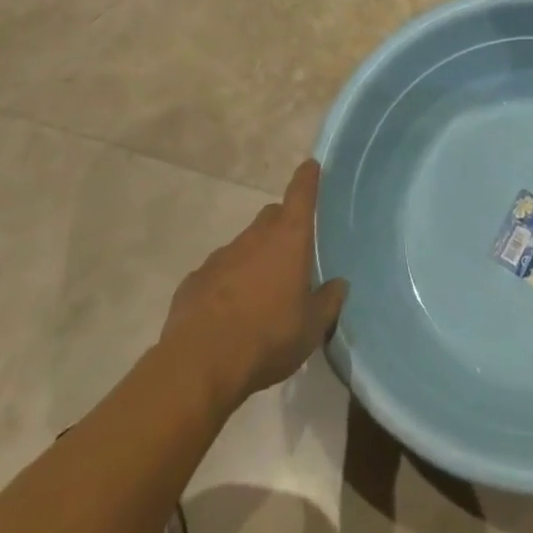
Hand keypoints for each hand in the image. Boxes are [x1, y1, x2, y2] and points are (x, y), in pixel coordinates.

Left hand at [161, 159, 346, 411]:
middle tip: (292, 253)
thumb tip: (338, 284)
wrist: (199, 367)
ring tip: (260, 294)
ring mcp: (219, 257)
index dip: (307, 178)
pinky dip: (226, 283)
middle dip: (282, 226)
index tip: (311, 165)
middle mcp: (254, 238)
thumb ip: (328, 302)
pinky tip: (228, 314)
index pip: (301, 195)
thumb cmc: (267, 339)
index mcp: (288, 240)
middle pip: (271, 217)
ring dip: (254, 259)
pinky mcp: (193, 281)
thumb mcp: (312, 328)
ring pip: (243, 246)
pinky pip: (217, 273)